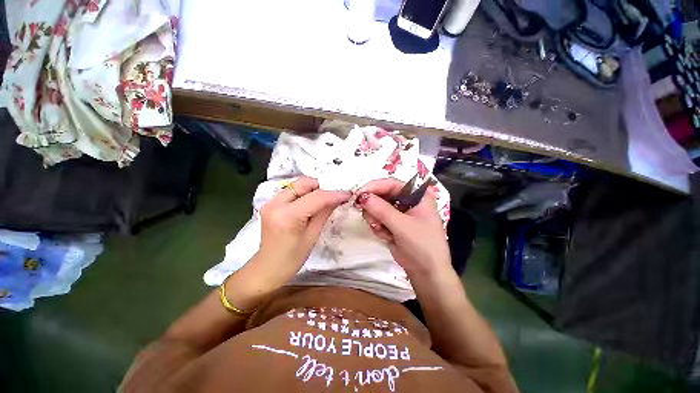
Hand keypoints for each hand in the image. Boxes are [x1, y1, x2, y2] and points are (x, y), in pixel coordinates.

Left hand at [255, 177, 350, 285]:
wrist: (268, 268)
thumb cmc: (292, 258)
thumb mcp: (312, 236)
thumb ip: (324, 213)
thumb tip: (338, 198)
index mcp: (287, 216)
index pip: (316, 197)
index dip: (334, 194)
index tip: (347, 194)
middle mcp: (275, 204)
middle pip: (304, 183)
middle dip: (321, 188)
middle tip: (332, 198)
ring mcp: (270, 202)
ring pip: (297, 185)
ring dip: (312, 190)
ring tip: (321, 203)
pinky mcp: (270, 203)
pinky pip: (291, 191)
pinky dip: (303, 194)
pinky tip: (309, 205)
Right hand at [355, 178, 451, 278]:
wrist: (426, 272)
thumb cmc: (422, 245)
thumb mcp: (403, 226)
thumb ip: (382, 210)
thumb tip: (362, 197)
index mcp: (417, 195)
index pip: (392, 184)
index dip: (375, 186)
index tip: (359, 194)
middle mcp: (407, 200)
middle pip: (382, 194)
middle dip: (374, 207)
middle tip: (370, 218)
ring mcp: (398, 212)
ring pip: (376, 207)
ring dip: (375, 219)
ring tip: (383, 231)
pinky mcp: (392, 223)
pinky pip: (377, 218)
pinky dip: (377, 227)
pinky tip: (386, 236)